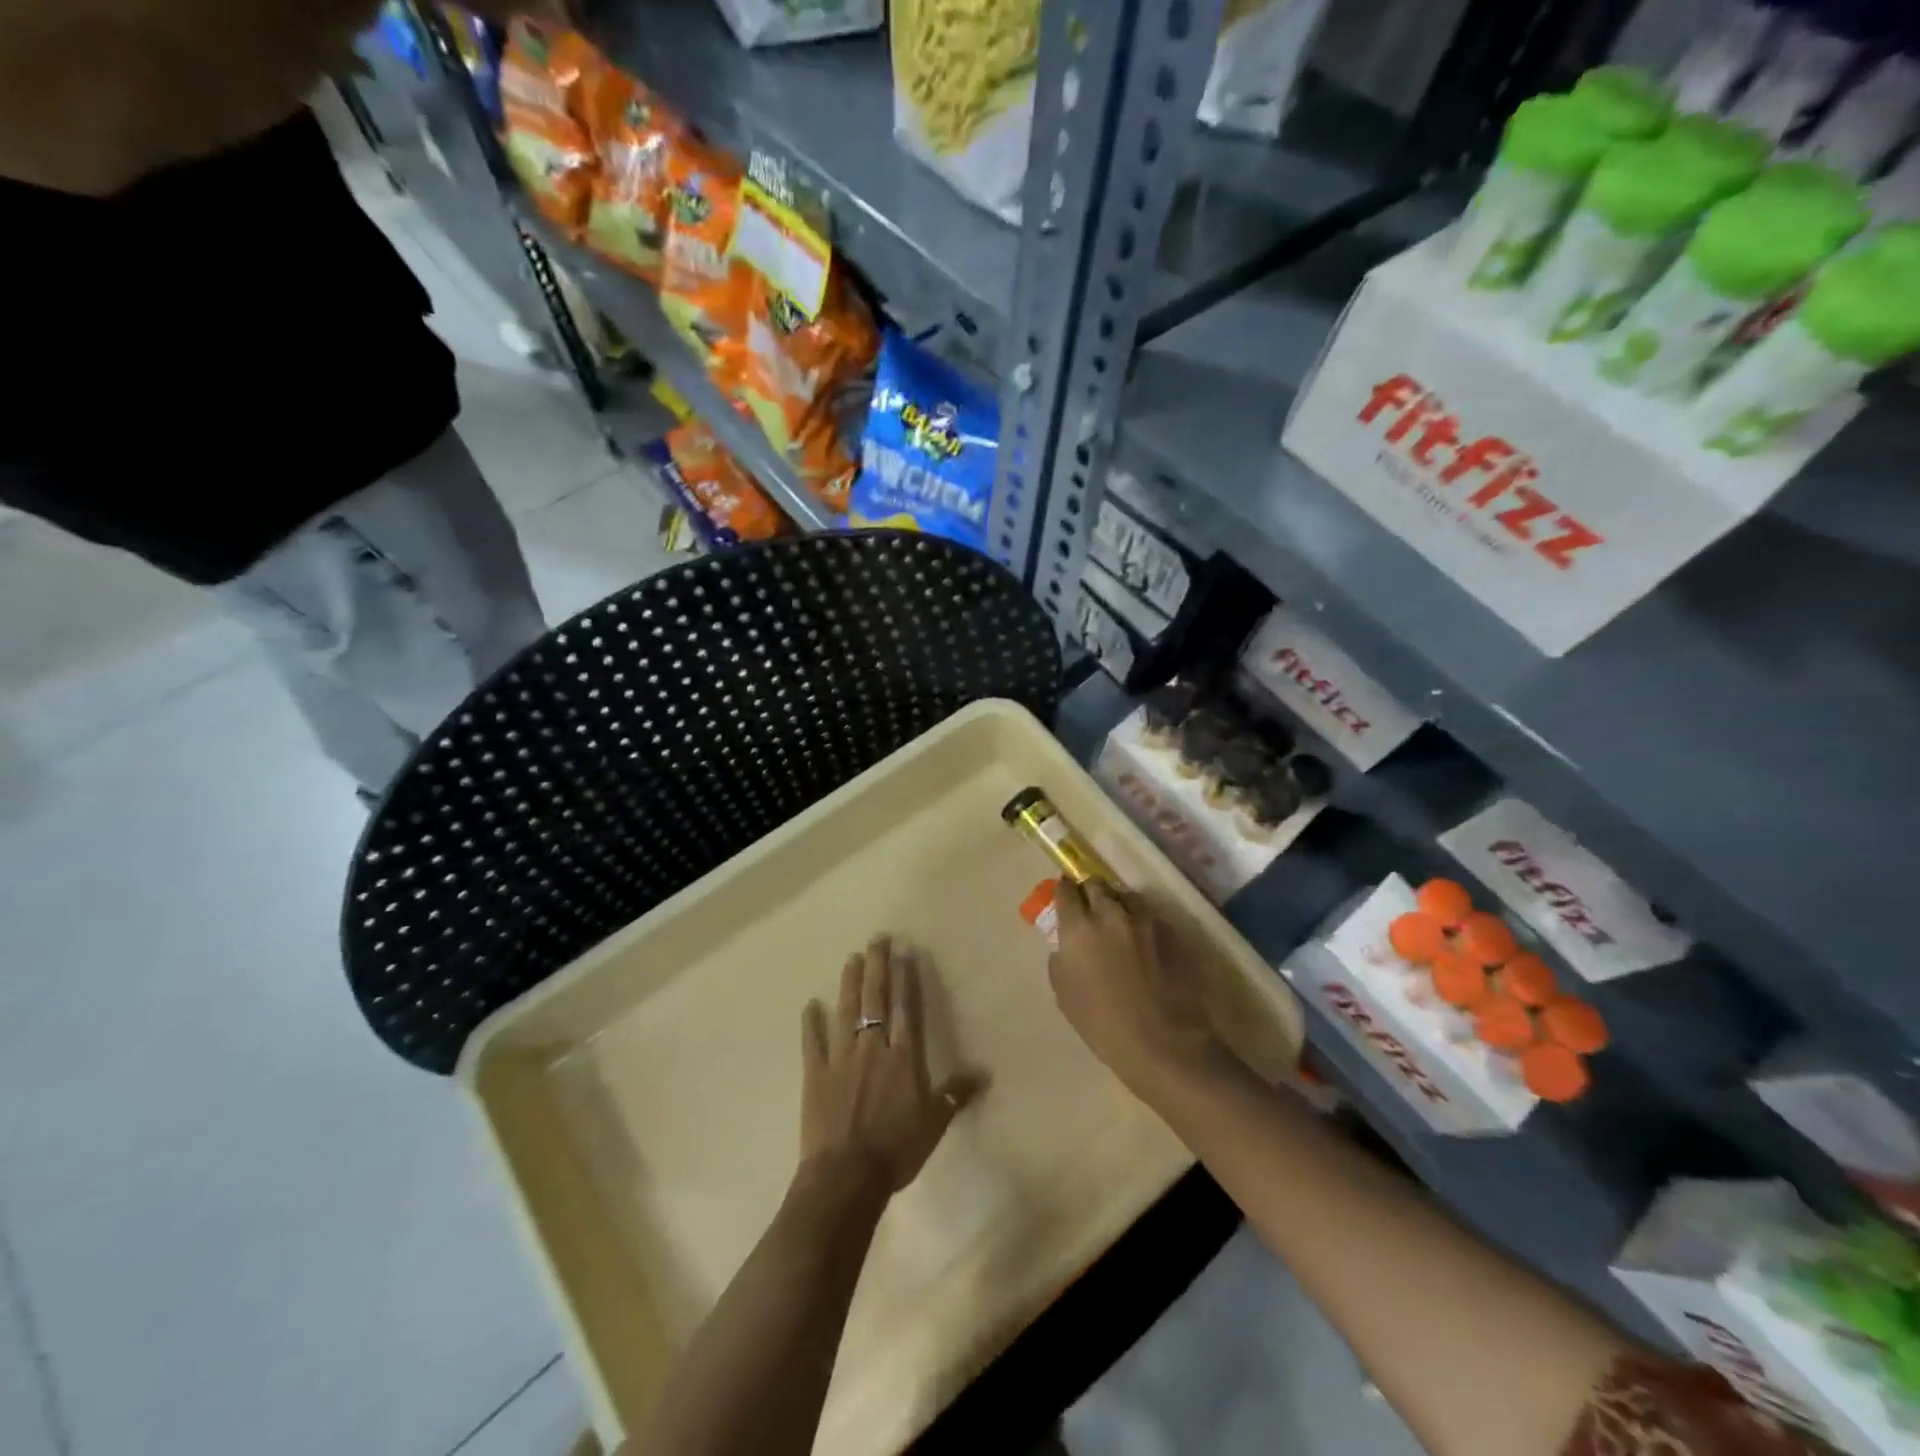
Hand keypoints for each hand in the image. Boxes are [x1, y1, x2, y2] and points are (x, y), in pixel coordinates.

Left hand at [799, 938, 980, 1196]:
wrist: (847, 1176)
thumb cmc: (896, 1149)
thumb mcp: (934, 1123)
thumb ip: (955, 1094)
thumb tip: (983, 1073)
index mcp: (902, 1057)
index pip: (905, 1009)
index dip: (904, 979)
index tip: (902, 952)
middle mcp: (872, 1048)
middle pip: (875, 1000)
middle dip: (877, 967)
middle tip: (876, 939)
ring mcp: (840, 1059)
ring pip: (845, 1012)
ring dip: (848, 984)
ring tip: (851, 958)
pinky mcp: (815, 1075)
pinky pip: (812, 1043)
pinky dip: (811, 1023)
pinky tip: (809, 1004)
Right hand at [1047, 880, 1217, 1095]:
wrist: (1164, 1044)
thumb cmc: (1104, 1025)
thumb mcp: (1065, 994)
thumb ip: (1062, 959)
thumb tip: (1067, 945)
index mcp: (1079, 927)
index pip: (1065, 890)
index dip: (1063, 893)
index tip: (1065, 900)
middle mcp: (1111, 913)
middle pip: (1097, 884)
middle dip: (1090, 893)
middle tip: (1090, 911)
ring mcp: (1145, 920)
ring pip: (1126, 897)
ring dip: (1118, 905)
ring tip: (1119, 925)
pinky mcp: (1172, 931)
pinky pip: (1150, 916)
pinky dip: (1142, 923)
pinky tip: (1144, 945)